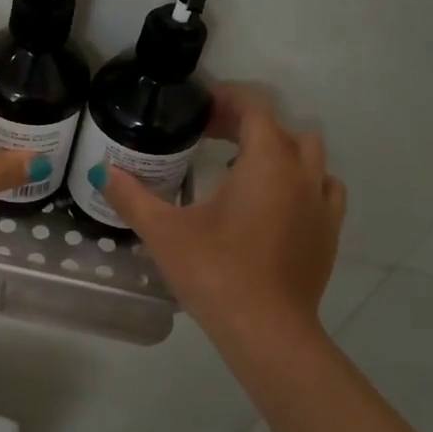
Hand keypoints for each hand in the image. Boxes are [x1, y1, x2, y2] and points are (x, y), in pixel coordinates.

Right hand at [101, 86, 345, 347]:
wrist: (266, 332)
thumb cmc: (215, 272)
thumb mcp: (164, 231)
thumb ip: (131, 196)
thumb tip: (103, 171)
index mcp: (267, 162)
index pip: (255, 108)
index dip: (227, 99)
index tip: (199, 108)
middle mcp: (303, 173)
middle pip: (283, 129)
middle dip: (248, 125)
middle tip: (210, 137)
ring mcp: (322, 204)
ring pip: (309, 157)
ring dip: (279, 152)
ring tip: (243, 170)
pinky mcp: (329, 234)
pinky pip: (322, 189)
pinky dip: (300, 183)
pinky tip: (274, 204)